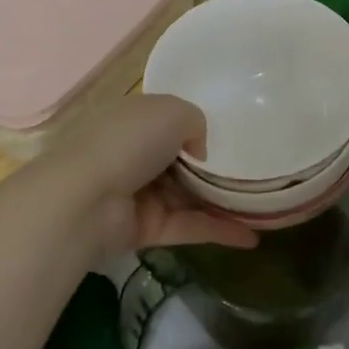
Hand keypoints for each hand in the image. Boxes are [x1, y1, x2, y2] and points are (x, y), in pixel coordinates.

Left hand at [55, 94, 259, 254]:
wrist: (86, 200)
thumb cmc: (128, 141)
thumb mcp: (172, 111)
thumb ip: (196, 122)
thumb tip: (199, 152)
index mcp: (133, 118)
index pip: (167, 120)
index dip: (196, 126)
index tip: (231, 134)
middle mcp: (134, 153)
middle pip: (180, 160)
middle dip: (213, 167)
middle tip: (254, 171)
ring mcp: (139, 193)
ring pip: (187, 195)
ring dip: (221, 201)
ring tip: (262, 205)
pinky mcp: (145, 228)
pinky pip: (188, 226)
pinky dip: (218, 231)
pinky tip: (252, 237)